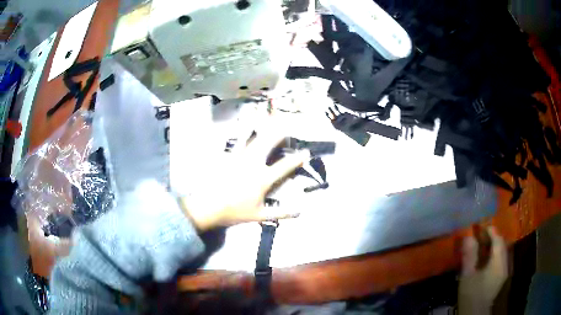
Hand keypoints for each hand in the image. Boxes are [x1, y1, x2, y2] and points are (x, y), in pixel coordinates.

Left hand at [179, 133, 307, 230]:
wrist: (209, 207)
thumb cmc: (235, 211)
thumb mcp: (259, 215)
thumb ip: (280, 213)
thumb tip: (299, 212)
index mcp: (262, 178)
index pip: (284, 166)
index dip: (297, 159)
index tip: (306, 152)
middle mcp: (252, 163)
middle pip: (268, 143)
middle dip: (278, 133)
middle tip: (285, 125)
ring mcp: (238, 158)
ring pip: (251, 138)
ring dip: (260, 128)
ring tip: (266, 118)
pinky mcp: (226, 157)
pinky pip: (234, 142)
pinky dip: (239, 134)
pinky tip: (241, 126)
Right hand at [459, 227, 507, 314]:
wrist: (475, 312)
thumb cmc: (471, 294)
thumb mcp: (467, 276)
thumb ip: (469, 256)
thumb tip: (468, 236)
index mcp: (498, 263)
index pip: (498, 240)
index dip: (491, 231)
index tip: (481, 226)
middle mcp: (505, 264)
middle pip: (502, 244)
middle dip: (493, 237)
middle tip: (480, 234)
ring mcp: (504, 270)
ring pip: (502, 251)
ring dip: (494, 245)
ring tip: (483, 244)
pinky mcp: (502, 276)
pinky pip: (501, 258)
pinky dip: (495, 254)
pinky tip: (486, 258)